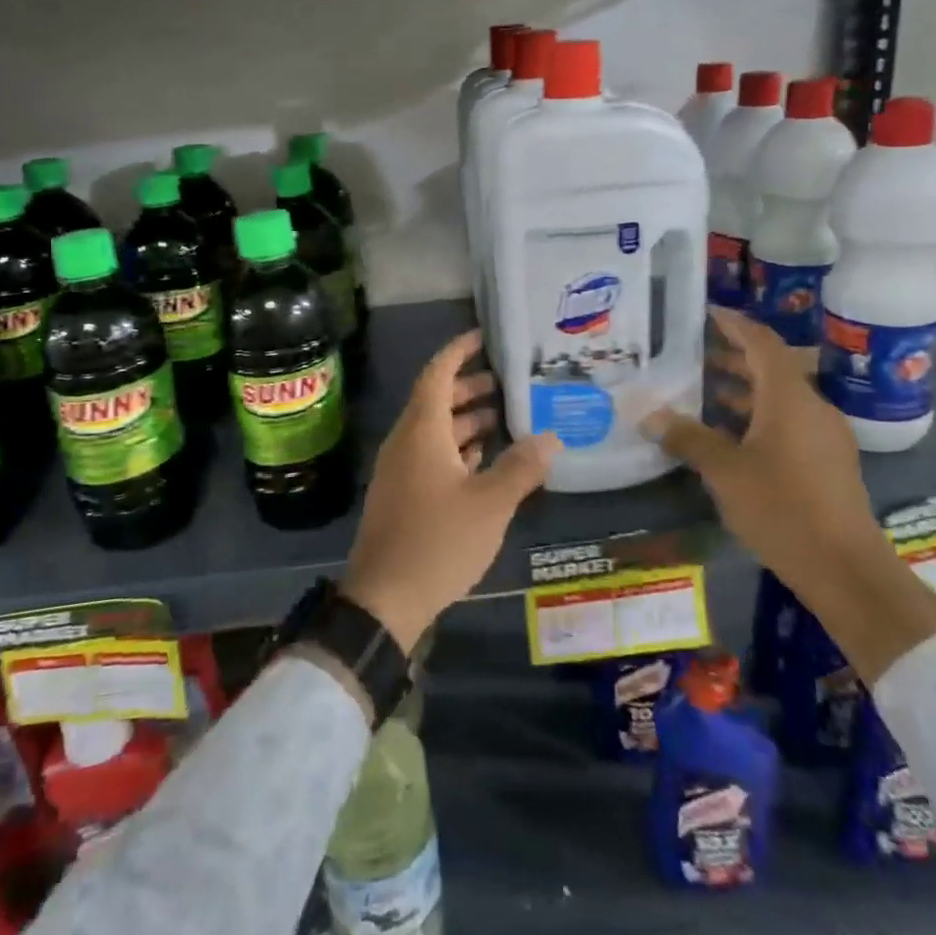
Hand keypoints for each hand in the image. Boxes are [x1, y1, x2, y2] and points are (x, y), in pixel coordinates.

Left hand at [342, 330, 559, 652]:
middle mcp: (406, 442)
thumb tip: (551, 437)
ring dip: (464, 419)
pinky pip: (430, 455)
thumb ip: (521, 467)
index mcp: (422, 432)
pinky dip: (456, 448)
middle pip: (436, 400)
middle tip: (505, 381)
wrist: (385, 597)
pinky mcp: (403, 494)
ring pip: (434, 430)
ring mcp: (401, 469)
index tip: (482, 337)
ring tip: (502, 416)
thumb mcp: (490, 504)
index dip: (458, 351)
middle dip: (468, 386)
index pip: (437, 374)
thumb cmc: (438, 541)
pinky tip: (483, 459)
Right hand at [645, 307, 880, 586]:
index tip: (707, 312)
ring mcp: (825, 436)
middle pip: (773, 368)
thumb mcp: (724, 471)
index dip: (735, 324)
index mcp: (790, 398)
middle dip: (734, 358)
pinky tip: (731, 438)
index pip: (762, 343)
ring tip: (704, 394)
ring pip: (781, 399)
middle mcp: (812, 408)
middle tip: (694, 355)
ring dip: (745, 391)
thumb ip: (687, 437)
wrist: (845, 569)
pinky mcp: (828, 463)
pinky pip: (789, 423)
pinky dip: (759, 418)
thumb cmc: (782, 508)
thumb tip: (648, 414)